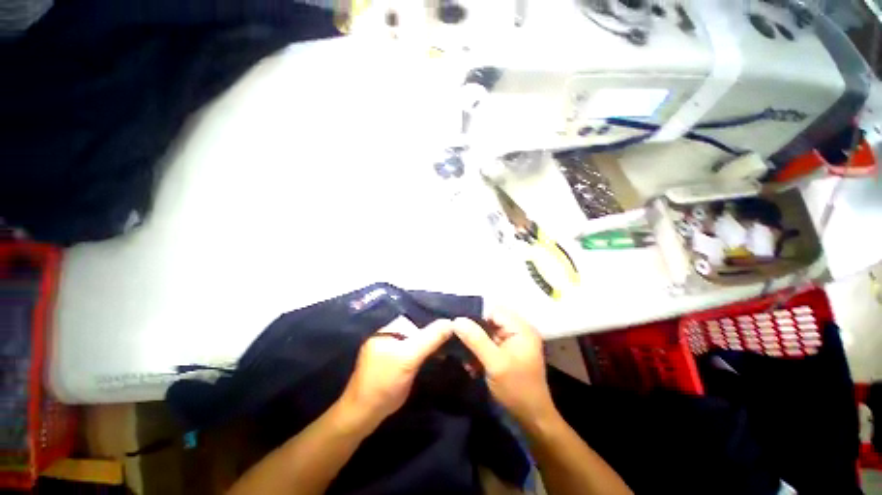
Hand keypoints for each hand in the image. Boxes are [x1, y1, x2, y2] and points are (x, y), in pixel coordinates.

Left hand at [339, 317, 452, 424]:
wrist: (365, 415)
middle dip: (434, 332)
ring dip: (432, 343)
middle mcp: (390, 335)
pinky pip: (415, 351)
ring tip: (451, 345)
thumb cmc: (384, 382)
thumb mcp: (408, 357)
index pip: (415, 317)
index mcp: (389, 328)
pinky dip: (426, 352)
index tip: (452, 324)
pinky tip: (438, 355)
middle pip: (417, 328)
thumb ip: (429, 338)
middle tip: (454, 336)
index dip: (433, 319)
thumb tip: (451, 322)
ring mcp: (392, 349)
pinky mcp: (395, 363)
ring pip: (417, 341)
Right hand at [452, 309, 555, 425]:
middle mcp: (519, 330)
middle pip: (490, 321)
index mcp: (521, 328)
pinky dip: (480, 353)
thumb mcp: (495, 363)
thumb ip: (476, 340)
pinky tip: (473, 366)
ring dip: (475, 345)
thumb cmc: (516, 389)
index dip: (477, 318)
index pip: (494, 311)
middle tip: (460, 345)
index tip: (460, 330)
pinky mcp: (509, 352)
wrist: (532, 418)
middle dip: (474, 333)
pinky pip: (490, 344)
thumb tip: (457, 320)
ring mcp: (514, 341)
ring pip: (488, 333)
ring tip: (467, 361)